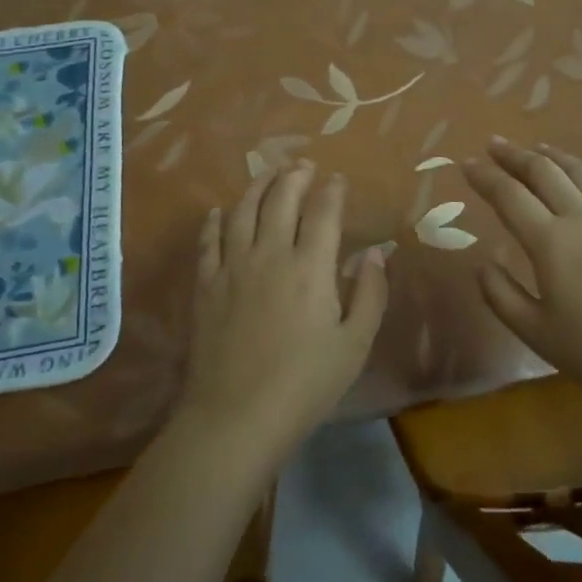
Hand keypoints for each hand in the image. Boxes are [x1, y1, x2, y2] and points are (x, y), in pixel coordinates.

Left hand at [176, 160, 387, 462]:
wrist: (237, 416)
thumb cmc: (305, 384)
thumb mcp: (354, 344)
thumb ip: (370, 294)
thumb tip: (375, 253)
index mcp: (311, 267)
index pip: (323, 212)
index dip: (332, 191)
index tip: (337, 179)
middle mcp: (270, 254)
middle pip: (280, 200)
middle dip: (294, 176)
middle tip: (303, 164)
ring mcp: (232, 268)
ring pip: (242, 212)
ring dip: (256, 186)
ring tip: (267, 172)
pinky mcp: (206, 286)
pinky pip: (208, 242)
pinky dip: (214, 222)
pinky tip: (218, 211)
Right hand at [462, 137, 581, 405]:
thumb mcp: (535, 332)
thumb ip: (501, 295)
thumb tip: (482, 264)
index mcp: (550, 241)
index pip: (509, 196)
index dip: (485, 177)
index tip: (467, 163)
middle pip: (544, 172)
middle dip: (515, 155)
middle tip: (495, 144)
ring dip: (555, 156)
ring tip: (539, 149)